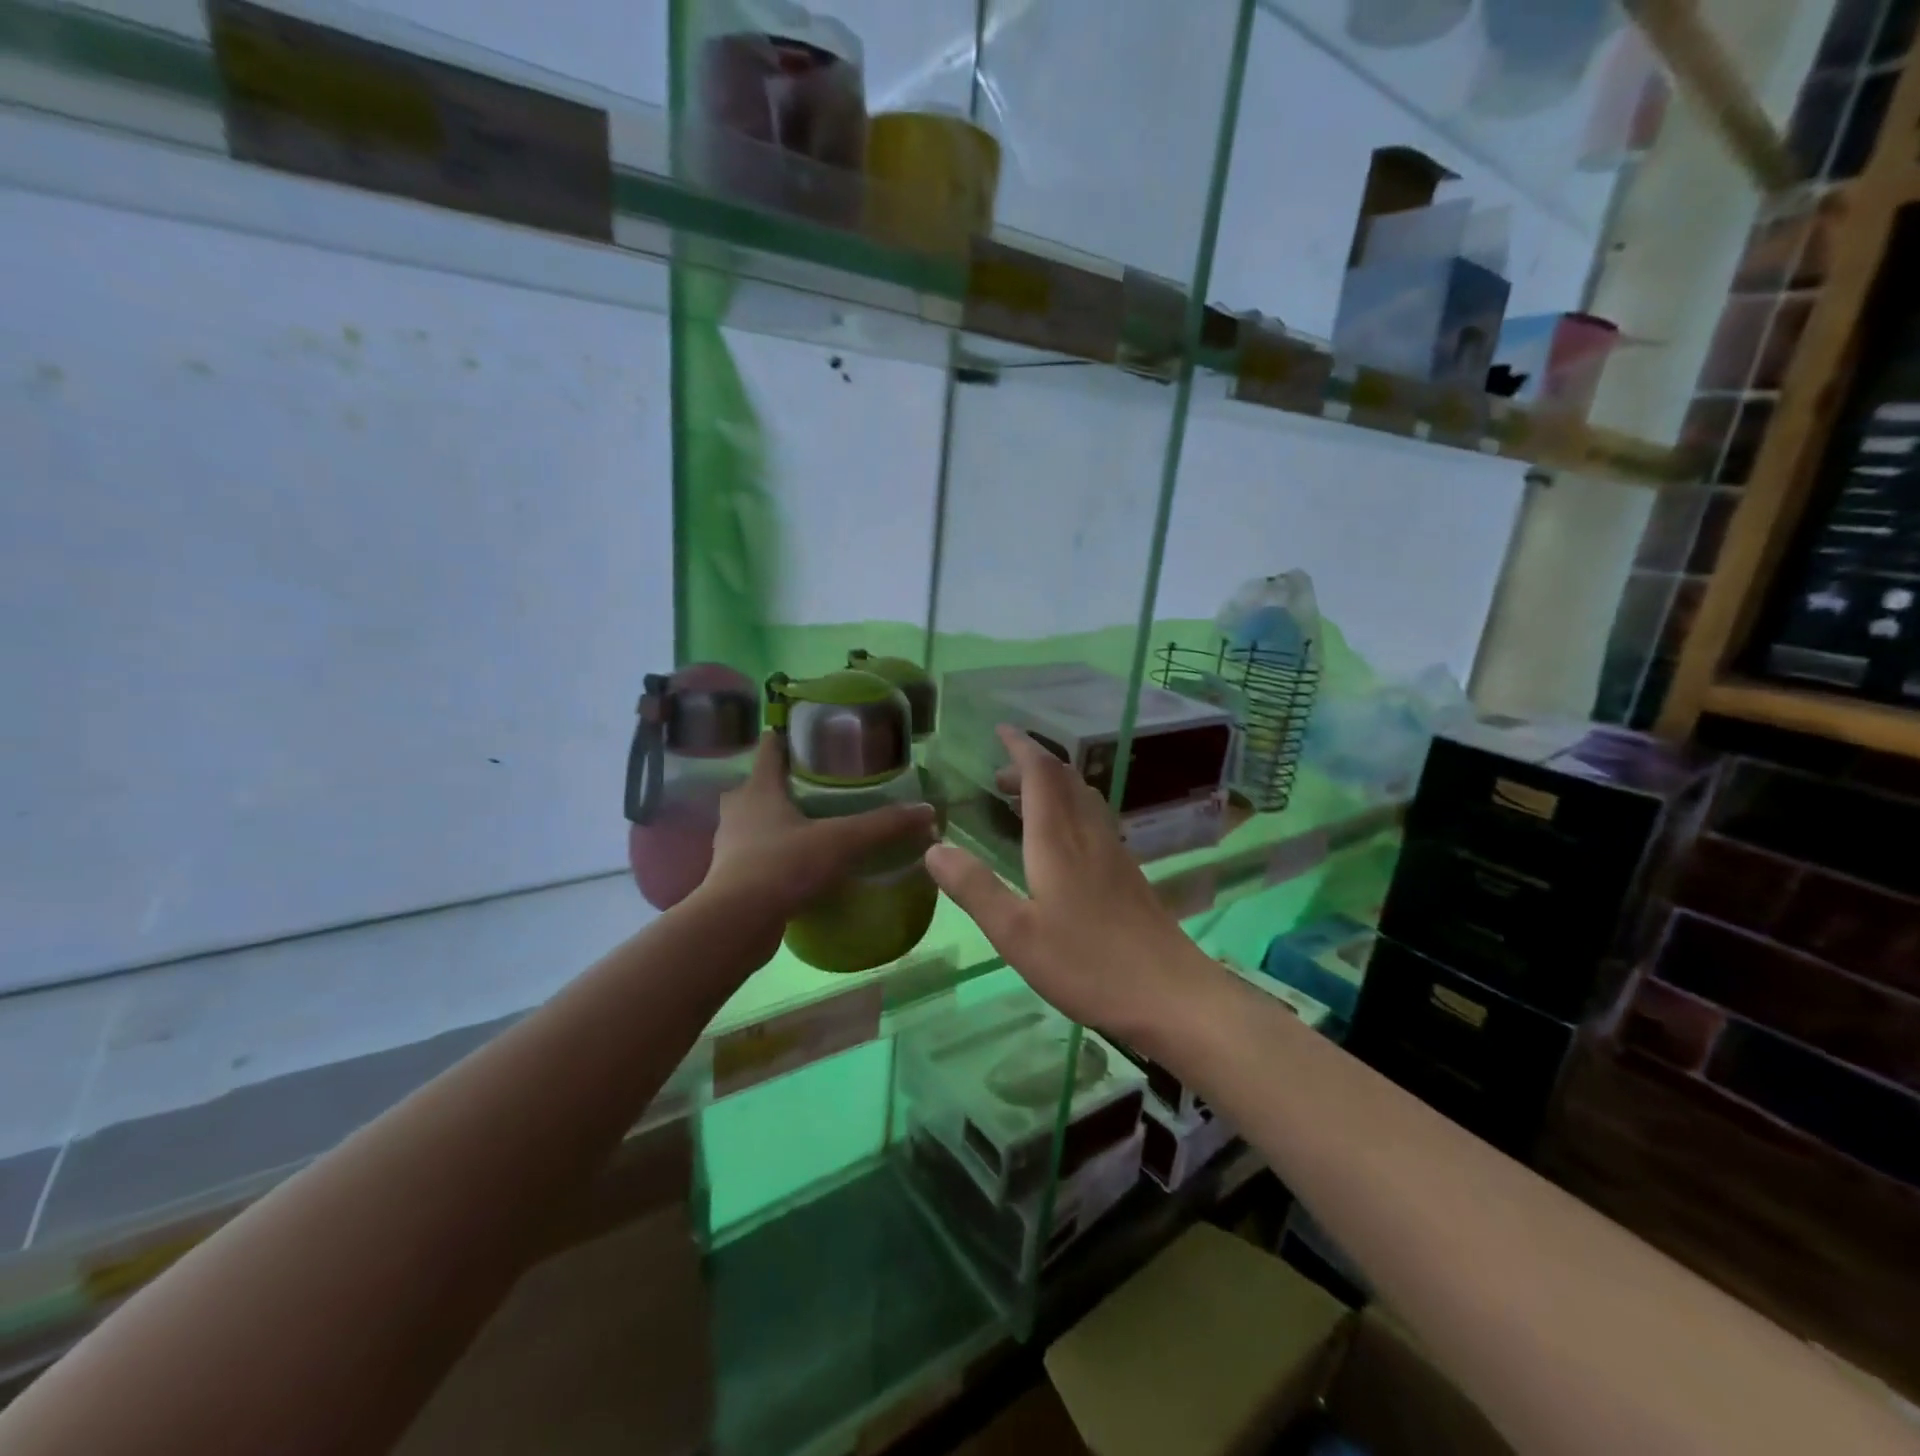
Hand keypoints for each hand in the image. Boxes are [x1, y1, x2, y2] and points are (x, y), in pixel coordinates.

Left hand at [698, 733, 936, 951]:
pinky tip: (800, 863)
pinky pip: (756, 853)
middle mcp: (739, 809)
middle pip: (760, 784)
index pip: (770, 747)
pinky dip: (775, 853)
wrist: (737, 923)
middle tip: (821, 785)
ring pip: (755, 820)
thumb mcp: (841, 841)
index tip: (812, 735)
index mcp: (759, 788)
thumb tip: (927, 811)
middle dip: (785, 781)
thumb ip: (883, 825)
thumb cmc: (783, 865)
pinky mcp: (731, 876)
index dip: (788, 737)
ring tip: (813, 823)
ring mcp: (731, 844)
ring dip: (778, 819)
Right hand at [925, 725, 1205, 1039]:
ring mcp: (1114, 852)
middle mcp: (1089, 834)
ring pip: (1083, 798)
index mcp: (1058, 840)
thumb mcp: (1016, 933)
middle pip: (1065, 779)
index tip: (1001, 729)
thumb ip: (974, 888)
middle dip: (1031, 765)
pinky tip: (1061, 841)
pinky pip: (1094, 819)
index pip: (1041, 773)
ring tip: (1022, 803)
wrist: (1169, 994)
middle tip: (998, 777)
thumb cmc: (1087, 964)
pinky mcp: (1128, 872)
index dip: (1020, 746)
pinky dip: (1070, 809)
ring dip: (1052, 786)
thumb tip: (932, 848)